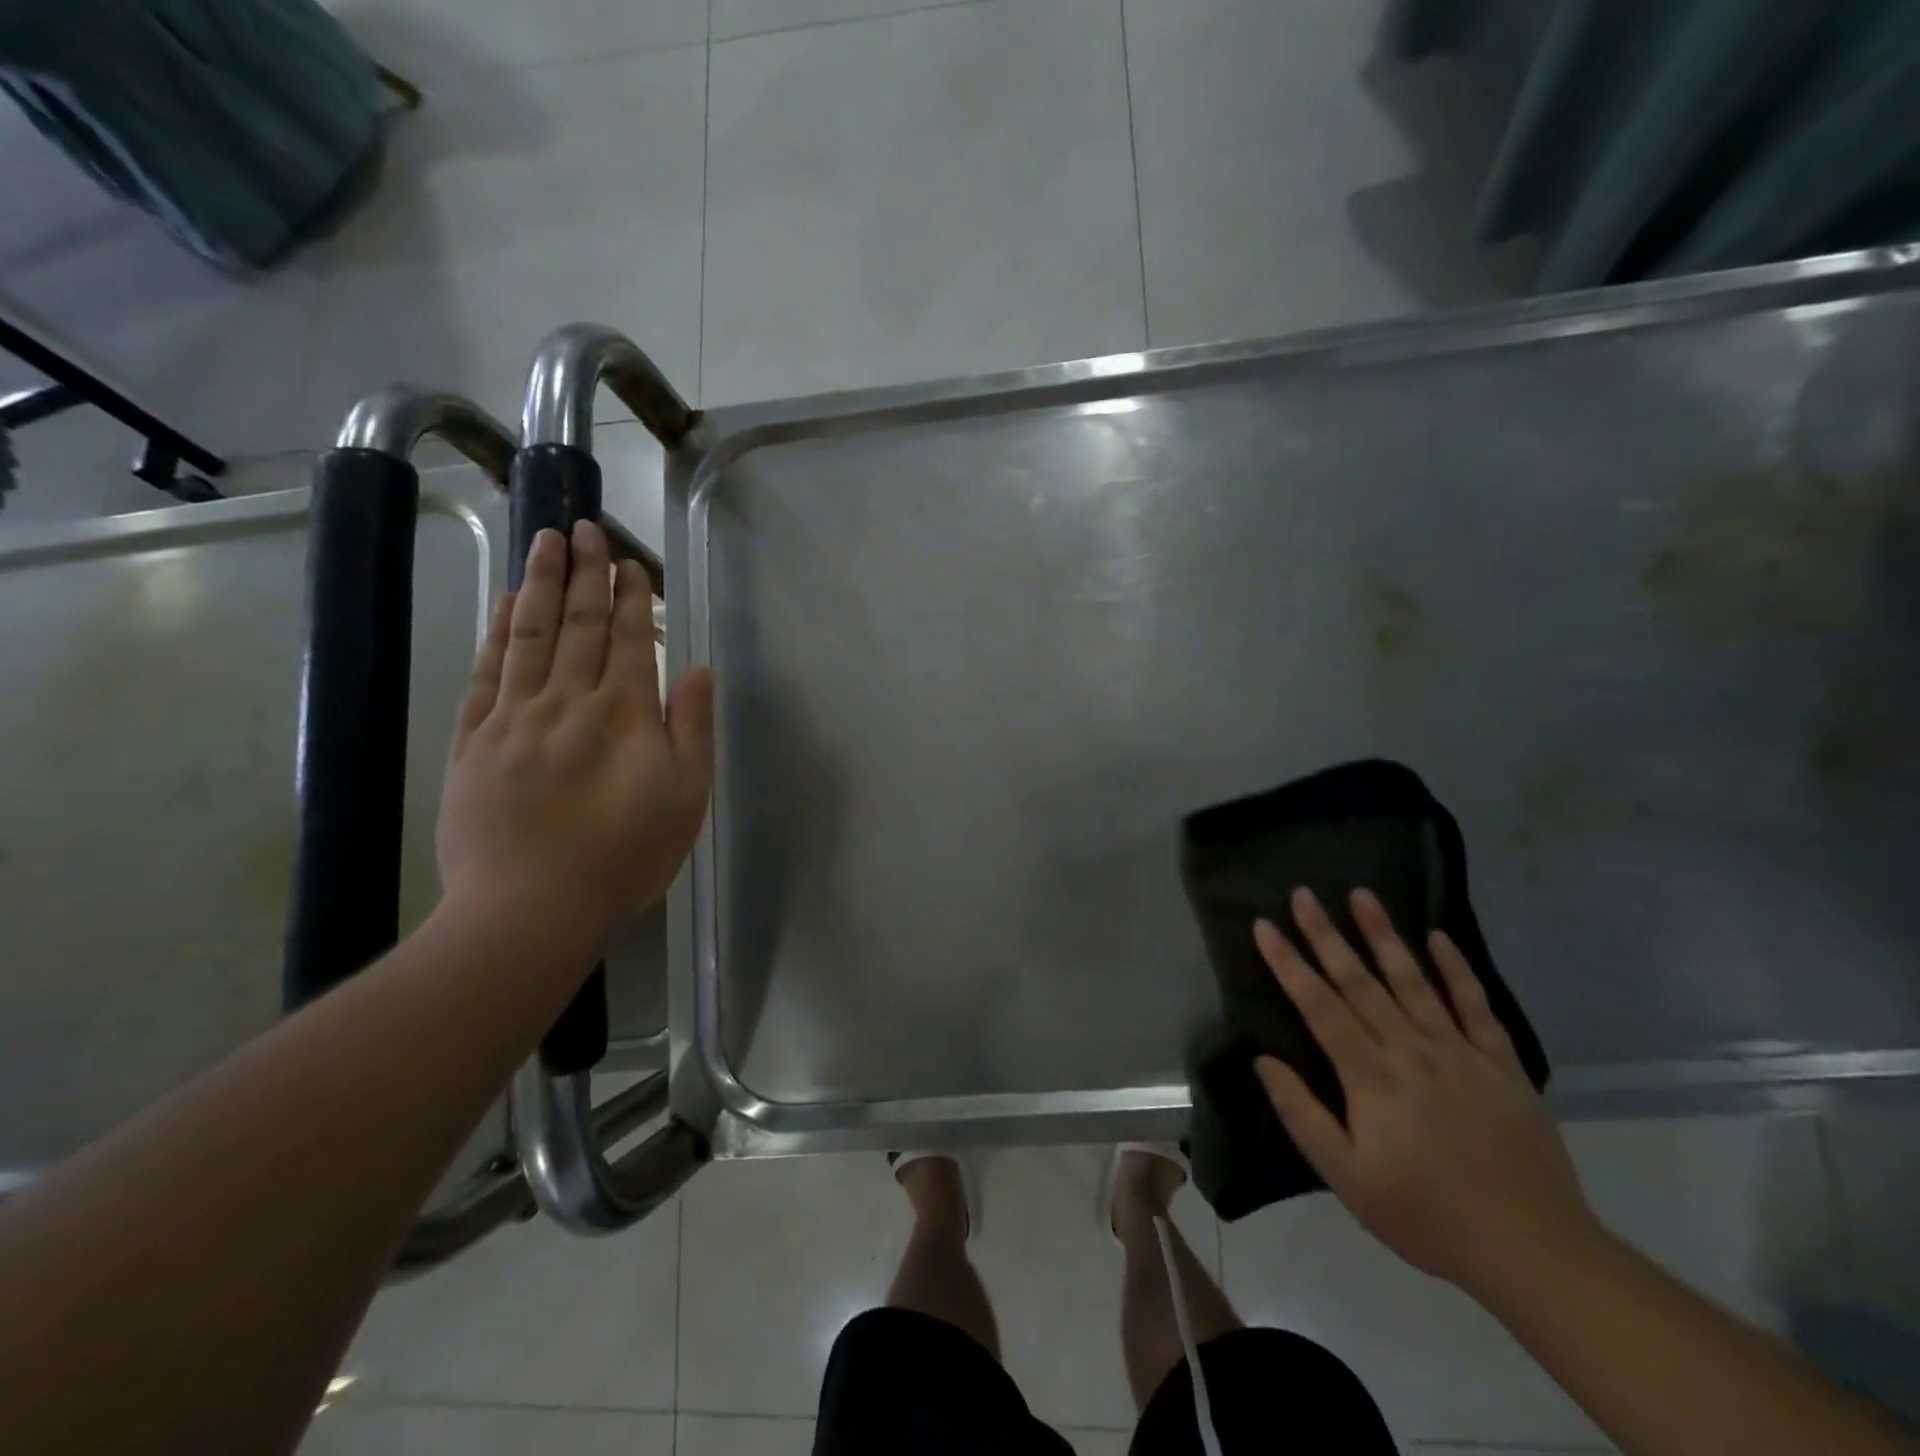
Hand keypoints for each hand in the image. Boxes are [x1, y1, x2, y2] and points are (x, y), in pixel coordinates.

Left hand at [436, 522, 714, 951]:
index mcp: (623, 715)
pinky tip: (503, 605)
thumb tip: (694, 668)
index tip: (628, 562)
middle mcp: (566, 702)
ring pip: (528, 636)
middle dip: (583, 573)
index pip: (626, 640)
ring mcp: (512, 718)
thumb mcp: (686, 797)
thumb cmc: (625, 856)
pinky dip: (495, 633)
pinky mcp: (472, 741)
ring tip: (544, 540)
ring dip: (538, 584)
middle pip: (576, 624)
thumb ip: (691, 727)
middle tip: (584, 527)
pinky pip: (485, 673)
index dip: (630, 598)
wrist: (530, 909)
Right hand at [1253, 888, 1599, 1300]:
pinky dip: (1457, 969)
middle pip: (1360, 981)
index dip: (1288, 964)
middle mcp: (1412, 1050)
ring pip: (1414, 981)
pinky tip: (1439, 937)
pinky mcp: (1502, 1064)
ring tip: (1363, 895)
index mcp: (1371, 1077)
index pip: (1319, 1006)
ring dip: (1384, 935)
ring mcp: (1460, 1052)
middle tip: (1303, 893)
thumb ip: (1302, 1115)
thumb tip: (1263, 1060)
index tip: (1264, 925)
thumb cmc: (1427, 1216)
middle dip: (1326, 934)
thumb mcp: (1347, 1179)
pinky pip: (1476, 1006)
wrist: (1534, 1252)